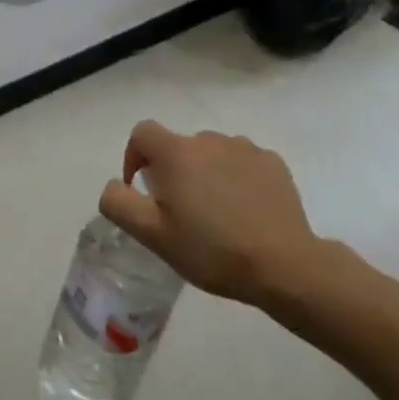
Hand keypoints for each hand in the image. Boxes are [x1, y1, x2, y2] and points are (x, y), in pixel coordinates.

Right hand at [99, 120, 346, 313]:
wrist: (285, 266)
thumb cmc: (211, 250)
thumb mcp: (152, 235)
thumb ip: (119, 203)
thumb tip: (113, 185)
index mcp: (176, 152)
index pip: (142, 133)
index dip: (134, 157)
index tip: (142, 190)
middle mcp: (209, 140)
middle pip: (178, 146)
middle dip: (172, 171)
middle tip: (180, 213)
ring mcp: (245, 148)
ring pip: (211, 154)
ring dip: (205, 173)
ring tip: (215, 213)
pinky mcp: (273, 163)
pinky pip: (242, 162)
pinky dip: (236, 178)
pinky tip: (244, 211)